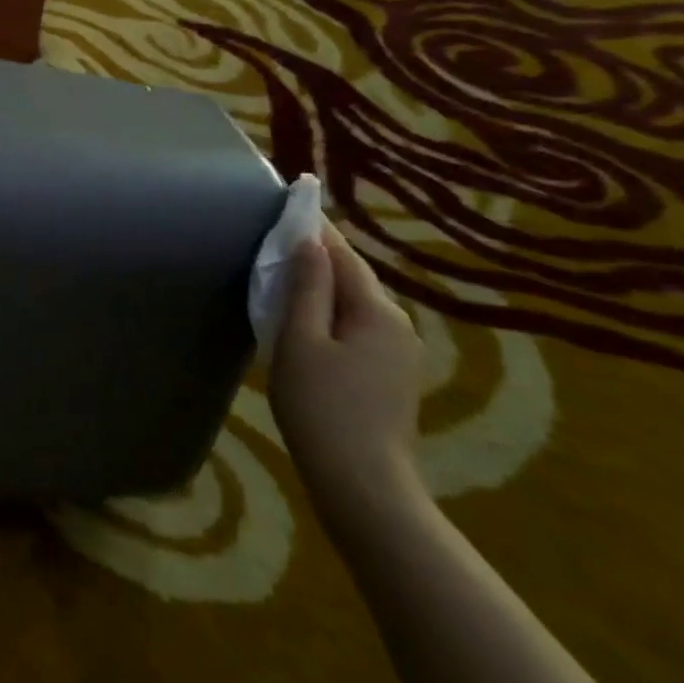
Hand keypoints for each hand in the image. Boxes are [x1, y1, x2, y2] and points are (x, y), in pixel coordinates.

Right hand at [270, 222, 428, 528]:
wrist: (363, 482)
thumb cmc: (321, 406)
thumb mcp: (301, 341)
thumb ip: (306, 288)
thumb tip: (309, 242)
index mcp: (376, 311)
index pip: (343, 255)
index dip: (316, 228)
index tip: (295, 200)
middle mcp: (398, 324)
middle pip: (354, 277)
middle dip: (321, 256)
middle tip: (283, 236)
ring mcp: (400, 353)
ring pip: (357, 304)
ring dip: (326, 286)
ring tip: (291, 275)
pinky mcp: (393, 376)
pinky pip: (359, 327)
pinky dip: (334, 313)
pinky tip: (312, 321)